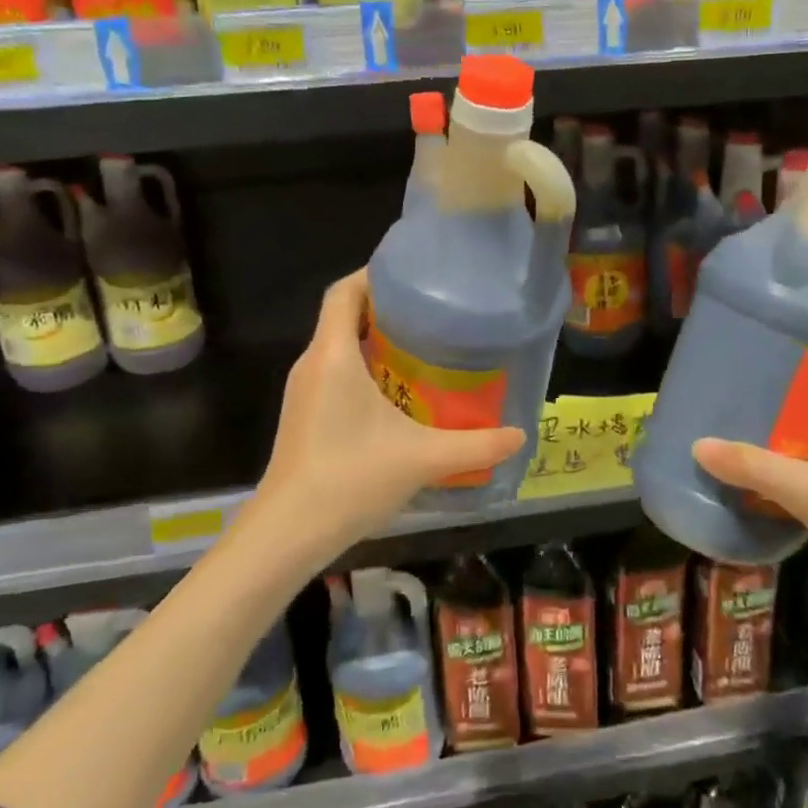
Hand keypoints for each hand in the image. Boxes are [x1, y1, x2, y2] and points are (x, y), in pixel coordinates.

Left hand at [260, 271, 524, 554]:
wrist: (288, 532)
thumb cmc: (350, 479)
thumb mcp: (422, 459)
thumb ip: (474, 445)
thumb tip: (519, 435)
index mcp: (333, 355)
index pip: (343, 292)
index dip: (374, 275)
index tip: (414, 277)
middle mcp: (312, 363)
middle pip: (343, 315)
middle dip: (385, 308)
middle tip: (434, 313)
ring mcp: (304, 391)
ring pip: (339, 346)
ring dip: (376, 340)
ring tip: (424, 347)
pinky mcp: (305, 415)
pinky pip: (335, 372)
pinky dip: (365, 368)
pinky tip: (399, 392)